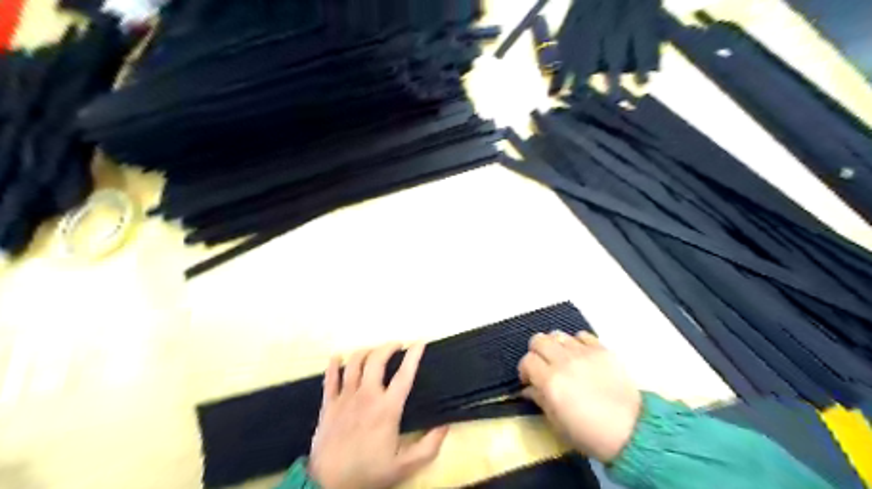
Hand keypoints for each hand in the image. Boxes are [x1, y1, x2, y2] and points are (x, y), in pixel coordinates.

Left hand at [309, 343, 449, 488]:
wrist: (328, 485)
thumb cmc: (369, 473)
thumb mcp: (405, 466)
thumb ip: (429, 446)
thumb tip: (445, 425)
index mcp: (387, 408)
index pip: (404, 374)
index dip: (414, 355)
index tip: (421, 341)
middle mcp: (366, 395)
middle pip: (377, 360)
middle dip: (389, 347)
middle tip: (397, 345)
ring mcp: (345, 397)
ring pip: (354, 363)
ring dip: (366, 351)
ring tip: (374, 351)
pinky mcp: (328, 404)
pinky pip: (330, 377)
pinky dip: (334, 364)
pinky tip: (338, 357)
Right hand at [517, 329, 638, 461]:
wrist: (632, 430)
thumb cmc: (590, 433)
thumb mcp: (557, 423)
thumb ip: (539, 400)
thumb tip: (528, 388)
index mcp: (551, 382)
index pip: (527, 360)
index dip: (525, 369)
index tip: (530, 380)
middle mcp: (564, 361)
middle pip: (539, 340)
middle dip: (536, 352)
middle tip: (543, 366)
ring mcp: (584, 353)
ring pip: (558, 334)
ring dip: (555, 346)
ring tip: (561, 359)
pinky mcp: (602, 349)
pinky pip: (582, 335)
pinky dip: (576, 342)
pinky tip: (580, 355)